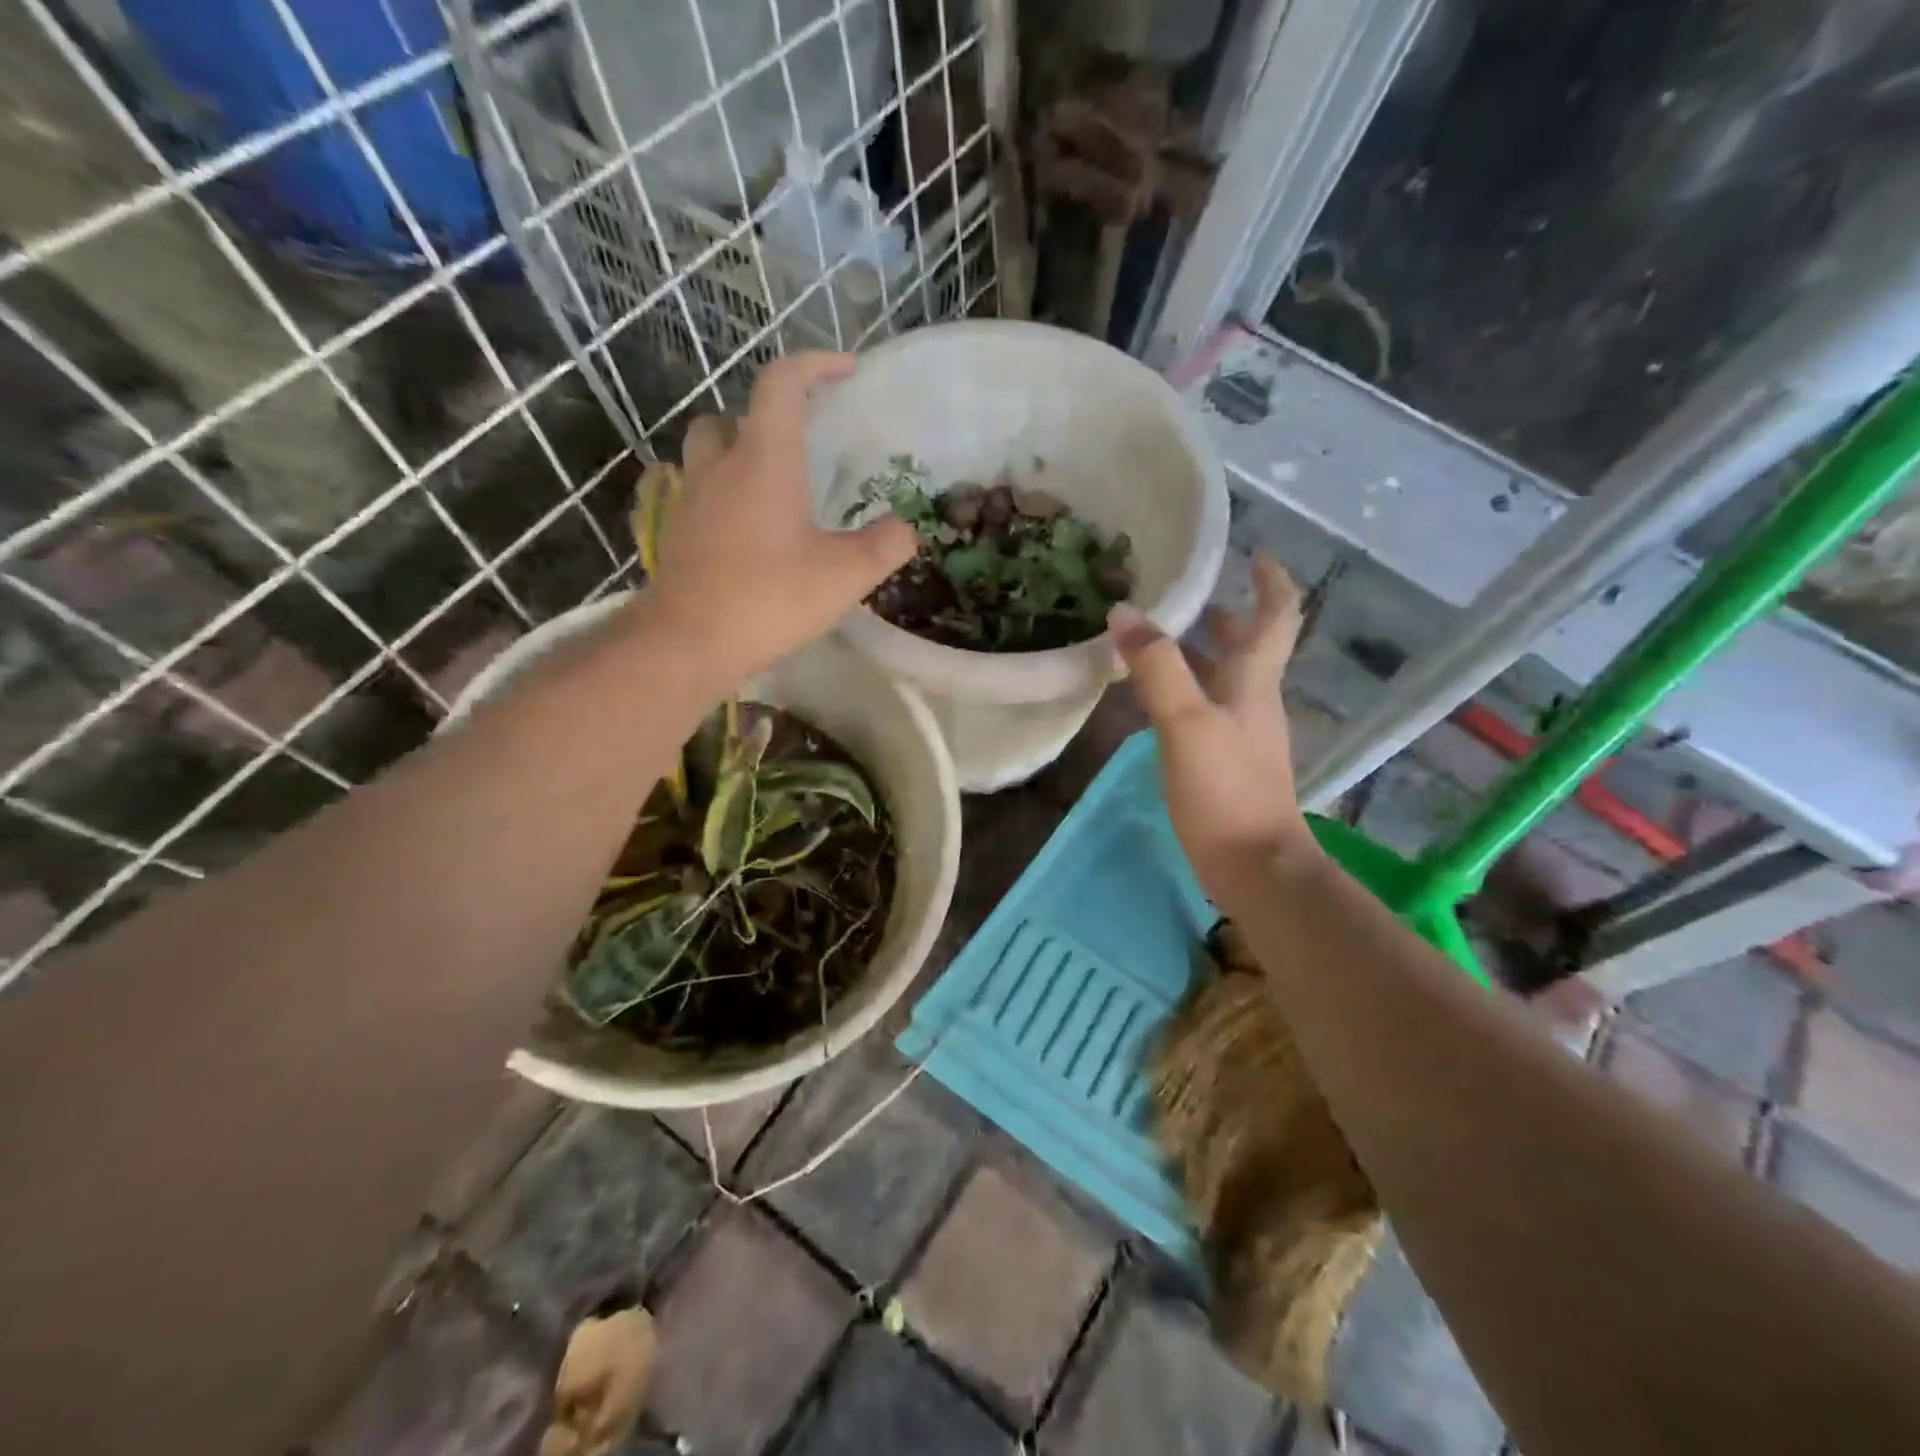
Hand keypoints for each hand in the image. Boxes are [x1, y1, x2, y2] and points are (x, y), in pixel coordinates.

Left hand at [640, 351, 916, 681]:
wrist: (688, 642)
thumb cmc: (770, 598)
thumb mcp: (845, 576)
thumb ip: (884, 546)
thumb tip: (907, 529)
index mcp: (764, 459)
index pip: (783, 383)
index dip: (815, 365)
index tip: (846, 372)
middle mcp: (720, 466)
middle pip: (733, 415)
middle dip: (766, 417)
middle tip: (799, 445)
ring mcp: (690, 499)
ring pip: (706, 452)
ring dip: (736, 453)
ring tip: (771, 488)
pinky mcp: (676, 533)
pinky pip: (696, 494)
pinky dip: (722, 496)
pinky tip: (746, 531)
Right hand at [1108, 554, 1319, 904]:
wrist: (1254, 867)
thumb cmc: (1226, 790)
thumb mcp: (1186, 722)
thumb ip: (1157, 667)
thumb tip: (1125, 612)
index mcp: (1254, 681)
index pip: (1276, 618)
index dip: (1272, 582)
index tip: (1257, 554)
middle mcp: (1254, 701)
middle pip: (1251, 647)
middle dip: (1228, 615)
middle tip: (1192, 594)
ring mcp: (1242, 735)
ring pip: (1226, 680)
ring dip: (1202, 653)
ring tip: (1161, 639)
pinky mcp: (1226, 764)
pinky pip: (1207, 711)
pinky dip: (1186, 692)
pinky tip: (1155, 701)